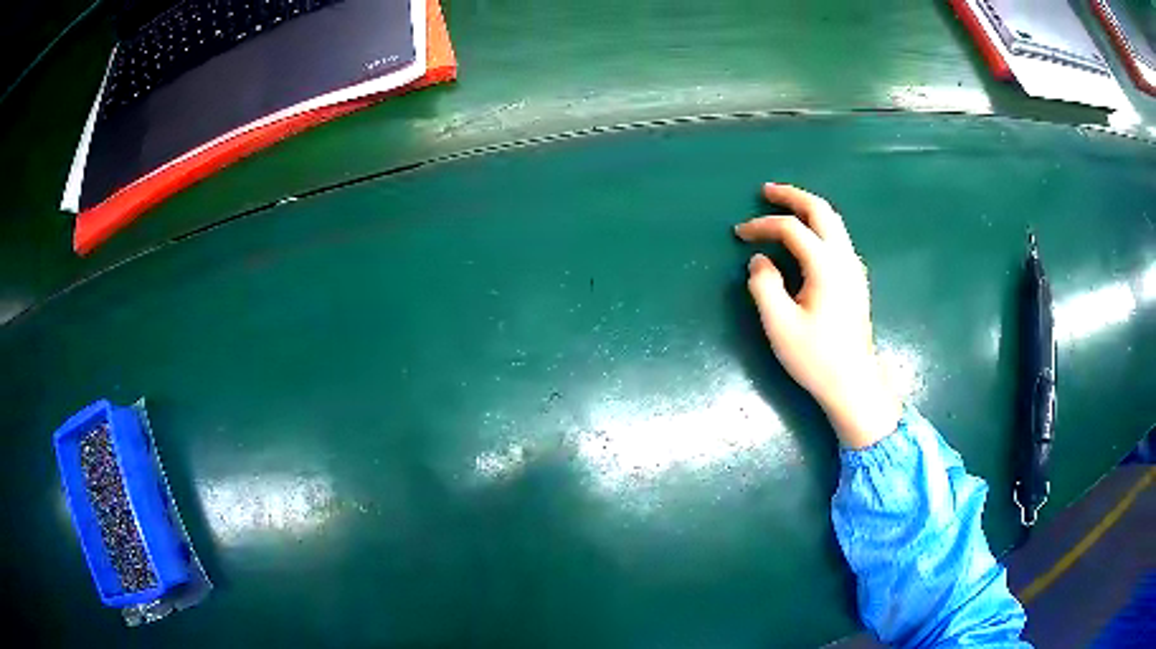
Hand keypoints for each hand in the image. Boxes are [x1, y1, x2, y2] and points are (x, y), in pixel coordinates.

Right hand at [735, 183, 900, 448]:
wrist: (854, 384)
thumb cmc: (816, 358)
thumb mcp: (780, 325)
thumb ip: (764, 285)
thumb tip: (759, 260)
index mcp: (826, 266)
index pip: (791, 229)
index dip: (762, 225)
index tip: (739, 234)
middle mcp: (845, 258)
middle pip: (821, 210)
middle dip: (792, 196)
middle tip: (766, 191)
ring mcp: (854, 268)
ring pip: (833, 221)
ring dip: (807, 208)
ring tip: (783, 206)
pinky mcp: (856, 280)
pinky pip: (837, 238)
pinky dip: (818, 225)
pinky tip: (805, 237)